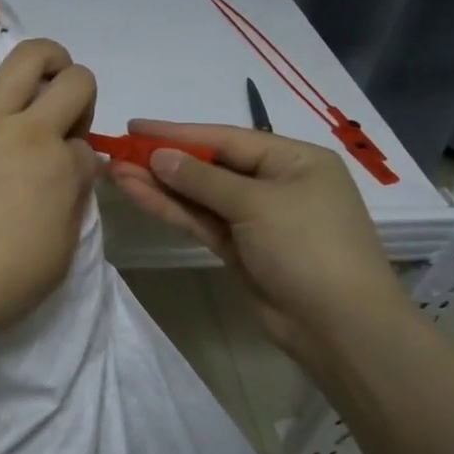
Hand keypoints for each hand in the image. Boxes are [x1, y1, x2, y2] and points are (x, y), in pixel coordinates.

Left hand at [0, 0, 98, 346]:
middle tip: (61, 120)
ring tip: (46, 67)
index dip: (78, 157)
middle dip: (78, 95)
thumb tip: (76, 164)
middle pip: (74, 85)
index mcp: (62, 170)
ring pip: (26, 59)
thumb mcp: (60, 254)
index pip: (84, 144)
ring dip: (48, 56)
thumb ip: (75, 201)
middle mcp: (29, 133)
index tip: (61, 176)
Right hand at [106, 120, 410, 360]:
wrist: (339, 326)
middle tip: (117, 151)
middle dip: (163, 159)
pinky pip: (200, 221)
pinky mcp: (239, 249)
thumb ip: (203, 178)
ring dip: (159, 184)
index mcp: (295, 160)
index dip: (178, 132)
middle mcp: (275, 183)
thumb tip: (159, 156)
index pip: (226, 138)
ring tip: (114, 171)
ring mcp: (255, 219)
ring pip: (199, 195)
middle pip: (210, 165)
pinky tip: (138, 193)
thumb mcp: (257, 204)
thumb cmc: (309, 247)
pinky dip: (171, 208)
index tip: (135, 126)